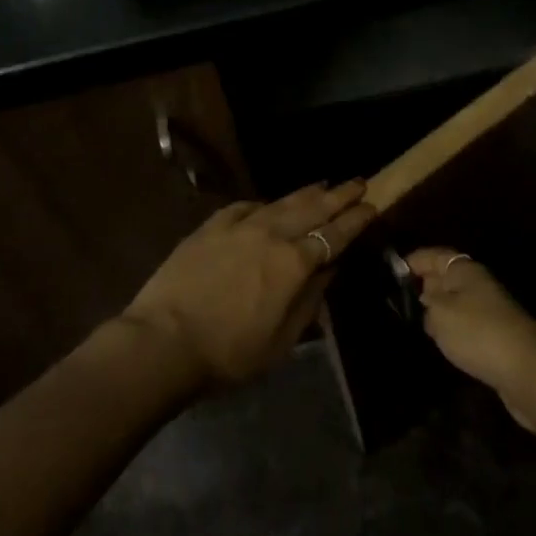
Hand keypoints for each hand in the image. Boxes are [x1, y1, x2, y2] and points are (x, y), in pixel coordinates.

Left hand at [122, 181, 377, 389]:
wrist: (164, 340)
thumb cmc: (229, 353)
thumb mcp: (282, 340)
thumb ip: (310, 300)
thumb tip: (329, 270)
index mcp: (294, 263)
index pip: (334, 234)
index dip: (355, 219)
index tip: (371, 205)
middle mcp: (271, 234)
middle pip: (313, 208)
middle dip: (339, 195)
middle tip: (358, 182)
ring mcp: (239, 225)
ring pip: (281, 201)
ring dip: (306, 193)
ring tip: (323, 184)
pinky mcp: (211, 226)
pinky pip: (245, 206)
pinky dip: (264, 204)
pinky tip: (268, 204)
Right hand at [407, 248, 535, 437]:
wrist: (528, 371)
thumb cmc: (478, 333)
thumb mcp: (439, 315)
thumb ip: (425, 304)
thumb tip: (424, 300)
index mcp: (465, 270)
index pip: (434, 255)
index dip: (413, 261)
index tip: (391, 272)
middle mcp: (478, 284)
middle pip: (445, 278)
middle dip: (423, 285)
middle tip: (396, 300)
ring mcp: (489, 311)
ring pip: (455, 303)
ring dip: (437, 311)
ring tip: (412, 322)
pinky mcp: (495, 337)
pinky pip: (465, 325)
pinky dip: (451, 330)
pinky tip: (439, 342)